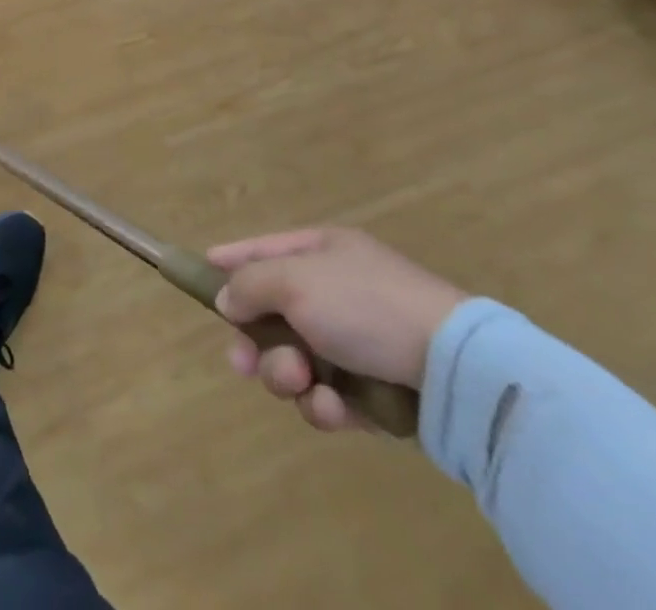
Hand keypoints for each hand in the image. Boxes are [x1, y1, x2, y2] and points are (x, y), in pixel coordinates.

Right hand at [207, 227, 466, 431]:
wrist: (454, 369)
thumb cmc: (364, 305)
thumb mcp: (294, 280)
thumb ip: (249, 284)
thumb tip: (227, 298)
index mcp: (322, 252)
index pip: (264, 248)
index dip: (232, 258)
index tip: (201, 269)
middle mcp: (337, 293)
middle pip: (273, 315)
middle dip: (255, 341)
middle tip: (242, 362)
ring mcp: (357, 343)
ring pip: (295, 360)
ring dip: (286, 374)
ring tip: (299, 381)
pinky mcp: (375, 391)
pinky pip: (329, 397)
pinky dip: (324, 404)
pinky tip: (332, 407)